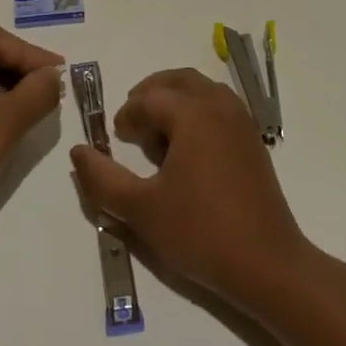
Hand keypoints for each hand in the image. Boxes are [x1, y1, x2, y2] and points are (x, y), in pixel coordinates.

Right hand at [69, 68, 309, 305]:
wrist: (267, 265)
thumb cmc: (200, 232)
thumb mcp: (141, 210)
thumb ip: (102, 178)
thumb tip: (78, 151)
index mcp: (193, 114)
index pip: (149, 98)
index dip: (127, 114)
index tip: (115, 139)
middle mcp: (220, 106)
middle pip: (178, 80)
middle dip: (151, 94)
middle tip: (132, 123)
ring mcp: (242, 122)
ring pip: (202, 90)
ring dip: (176, 99)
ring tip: (158, 135)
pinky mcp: (253, 141)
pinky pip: (220, 106)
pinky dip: (198, 111)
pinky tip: (188, 149)